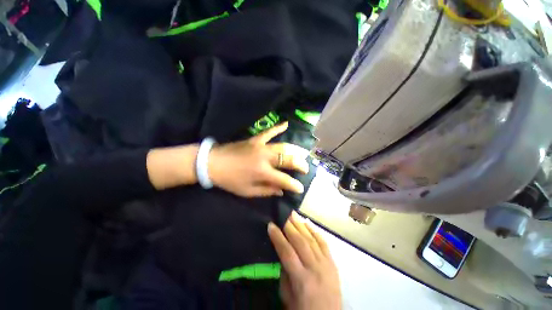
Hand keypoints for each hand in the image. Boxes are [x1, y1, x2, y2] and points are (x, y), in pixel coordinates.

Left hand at [208, 122, 309, 196]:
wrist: (212, 163)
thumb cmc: (230, 180)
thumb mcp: (247, 191)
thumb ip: (267, 191)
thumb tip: (281, 191)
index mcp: (262, 172)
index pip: (284, 179)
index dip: (294, 185)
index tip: (301, 188)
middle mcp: (265, 158)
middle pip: (288, 159)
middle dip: (300, 164)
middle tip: (306, 168)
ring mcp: (261, 146)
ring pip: (283, 146)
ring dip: (295, 149)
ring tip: (303, 153)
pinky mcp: (255, 139)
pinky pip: (269, 132)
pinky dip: (278, 128)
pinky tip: (287, 124)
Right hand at [268, 211, 341, 309]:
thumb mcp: (287, 297)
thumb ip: (284, 273)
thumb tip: (282, 252)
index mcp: (302, 280)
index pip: (287, 252)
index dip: (278, 237)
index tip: (271, 225)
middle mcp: (315, 269)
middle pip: (300, 242)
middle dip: (290, 226)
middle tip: (283, 214)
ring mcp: (326, 265)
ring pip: (312, 239)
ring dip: (301, 225)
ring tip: (293, 214)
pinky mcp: (333, 263)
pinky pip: (323, 243)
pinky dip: (315, 232)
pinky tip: (307, 224)